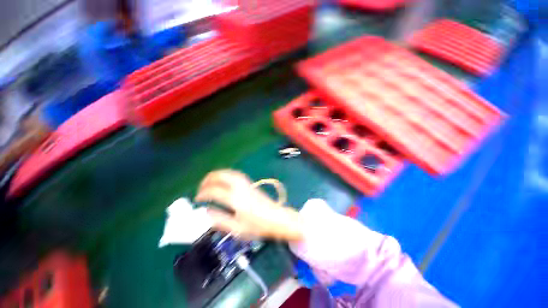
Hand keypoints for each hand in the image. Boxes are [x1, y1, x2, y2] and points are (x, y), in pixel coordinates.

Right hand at [195, 170, 302, 241]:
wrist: (277, 218)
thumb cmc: (258, 226)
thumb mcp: (237, 229)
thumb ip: (220, 220)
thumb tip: (206, 212)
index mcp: (236, 200)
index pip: (215, 191)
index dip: (203, 194)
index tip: (197, 199)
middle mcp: (240, 188)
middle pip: (223, 176)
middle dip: (209, 178)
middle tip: (202, 186)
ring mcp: (247, 184)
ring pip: (230, 173)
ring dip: (218, 174)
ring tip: (210, 180)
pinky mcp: (251, 184)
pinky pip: (236, 175)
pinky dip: (227, 174)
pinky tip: (224, 180)